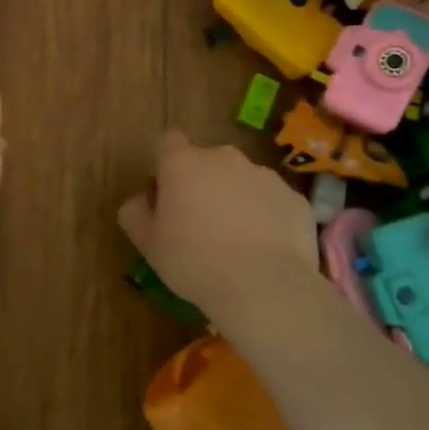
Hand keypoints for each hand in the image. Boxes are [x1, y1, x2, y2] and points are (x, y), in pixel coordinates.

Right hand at [118, 130, 322, 325]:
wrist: (264, 287)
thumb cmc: (194, 261)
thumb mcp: (147, 243)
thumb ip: (135, 212)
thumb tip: (140, 200)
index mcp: (183, 163)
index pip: (168, 142)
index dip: (165, 165)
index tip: (166, 195)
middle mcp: (224, 158)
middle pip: (207, 162)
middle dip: (202, 184)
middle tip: (199, 224)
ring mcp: (264, 176)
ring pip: (242, 181)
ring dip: (235, 199)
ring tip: (236, 242)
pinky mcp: (294, 198)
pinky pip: (272, 202)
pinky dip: (266, 217)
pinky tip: (264, 250)